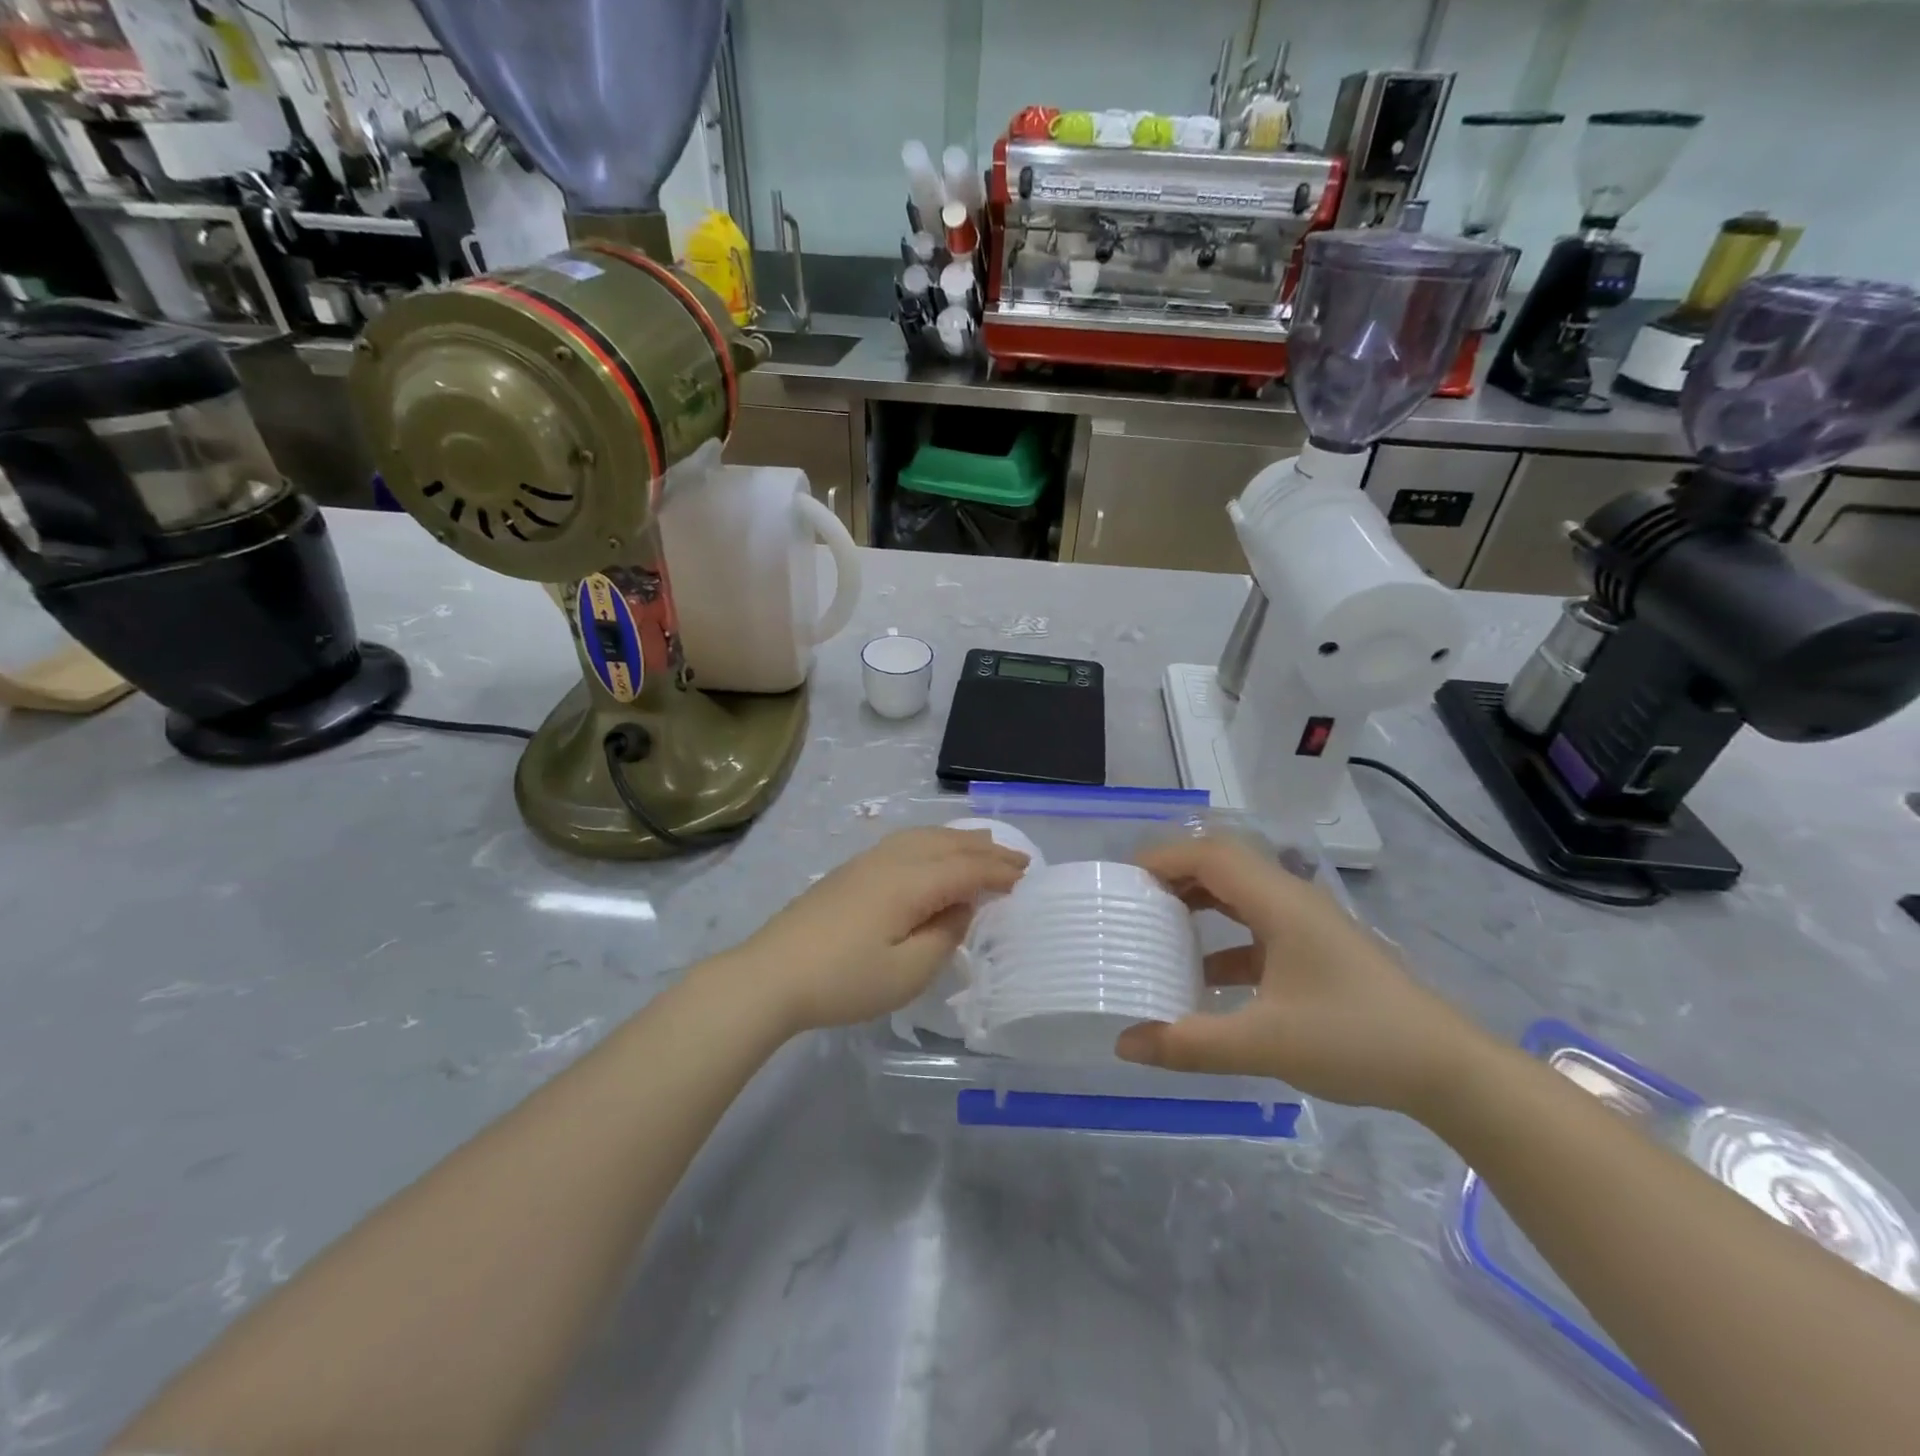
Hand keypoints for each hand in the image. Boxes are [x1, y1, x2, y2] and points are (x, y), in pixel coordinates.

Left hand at [738, 827, 1028, 1033]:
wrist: (770, 975)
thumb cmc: (844, 980)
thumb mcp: (907, 972)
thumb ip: (944, 936)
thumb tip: (960, 908)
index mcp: (910, 881)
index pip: (966, 868)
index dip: (998, 871)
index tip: (1026, 877)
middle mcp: (891, 860)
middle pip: (947, 843)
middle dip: (985, 848)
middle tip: (1016, 856)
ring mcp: (866, 862)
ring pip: (923, 836)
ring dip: (958, 839)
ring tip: (981, 845)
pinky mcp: (849, 872)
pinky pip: (904, 842)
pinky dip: (931, 842)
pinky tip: (931, 854)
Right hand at [1115, 836, 1487, 1112]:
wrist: (1447, 1069)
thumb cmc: (1355, 1040)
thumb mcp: (1265, 1044)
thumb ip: (1190, 1043)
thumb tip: (1124, 1043)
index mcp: (1280, 903)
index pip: (1211, 856)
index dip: (1164, 858)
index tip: (1123, 881)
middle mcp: (1292, 901)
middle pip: (1223, 866)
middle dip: (1175, 875)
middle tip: (1133, 900)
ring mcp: (1307, 925)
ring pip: (1240, 895)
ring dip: (1199, 903)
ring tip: (1158, 926)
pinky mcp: (1316, 950)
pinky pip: (1256, 927)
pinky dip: (1223, 938)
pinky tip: (1203, 976)